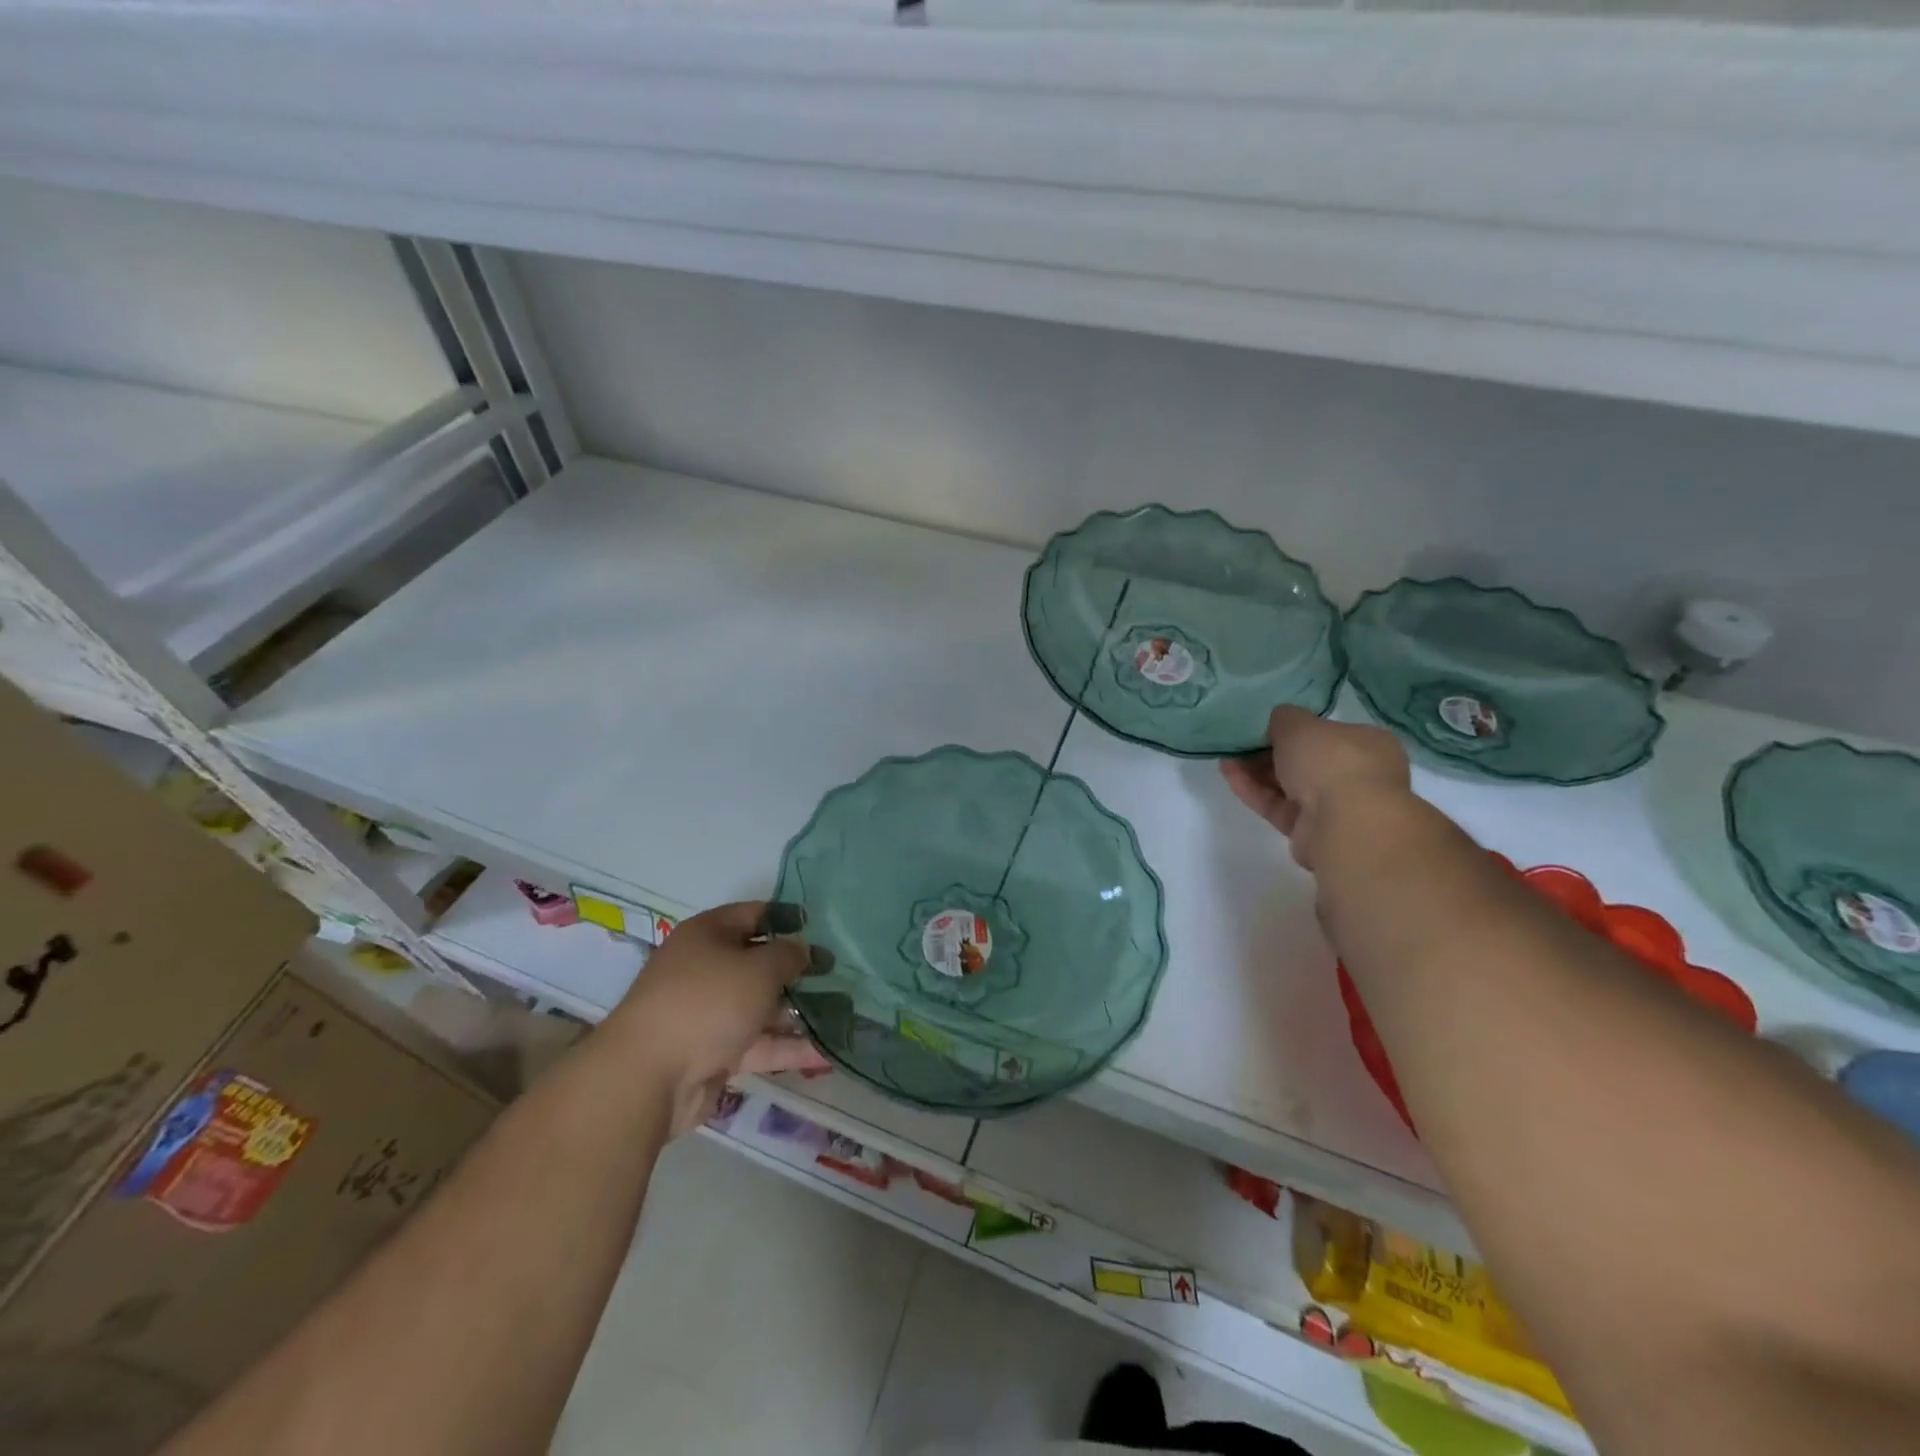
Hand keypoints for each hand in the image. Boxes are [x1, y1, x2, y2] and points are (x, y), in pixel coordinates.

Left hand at [607, 901, 831, 1136]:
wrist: (648, 1078)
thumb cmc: (707, 1002)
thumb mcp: (758, 968)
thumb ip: (789, 955)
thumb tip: (803, 950)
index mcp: (708, 934)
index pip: (754, 914)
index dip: (788, 918)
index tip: (823, 928)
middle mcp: (707, 968)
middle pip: (760, 962)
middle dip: (799, 969)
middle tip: (840, 973)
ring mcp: (710, 1013)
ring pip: (762, 1005)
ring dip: (799, 1011)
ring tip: (846, 1013)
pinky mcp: (715, 1053)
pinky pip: (759, 1043)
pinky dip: (788, 1046)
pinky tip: (828, 1051)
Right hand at [1220, 706, 1410, 869]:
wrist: (1344, 824)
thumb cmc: (1331, 761)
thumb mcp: (1300, 724)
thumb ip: (1284, 718)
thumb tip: (1279, 722)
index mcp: (1369, 744)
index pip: (1329, 733)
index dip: (1296, 729)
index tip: (1265, 726)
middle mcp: (1357, 775)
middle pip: (1306, 760)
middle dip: (1270, 751)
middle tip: (1241, 742)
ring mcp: (1335, 806)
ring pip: (1289, 785)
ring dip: (1257, 770)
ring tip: (1226, 756)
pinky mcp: (1311, 831)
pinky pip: (1278, 806)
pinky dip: (1254, 790)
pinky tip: (1228, 774)